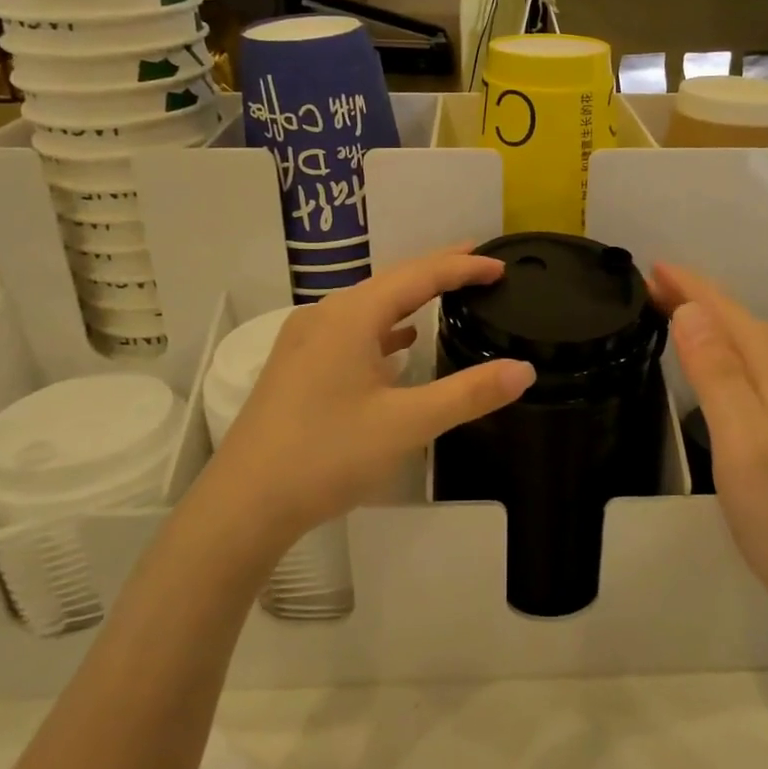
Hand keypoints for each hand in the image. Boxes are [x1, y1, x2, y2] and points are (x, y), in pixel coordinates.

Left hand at [195, 249, 534, 557]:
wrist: (244, 503)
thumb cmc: (327, 455)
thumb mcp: (407, 424)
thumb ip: (468, 394)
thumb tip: (523, 370)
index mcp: (351, 316)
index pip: (419, 276)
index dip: (463, 268)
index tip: (501, 265)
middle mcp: (325, 316)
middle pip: (391, 282)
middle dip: (437, 272)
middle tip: (479, 265)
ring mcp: (305, 341)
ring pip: (368, 307)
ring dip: (408, 299)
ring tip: (445, 296)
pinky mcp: (296, 367)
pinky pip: (350, 332)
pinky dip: (382, 330)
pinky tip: (398, 344)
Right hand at [651, 263, 767, 642]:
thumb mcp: (746, 446)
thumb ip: (719, 377)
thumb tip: (692, 313)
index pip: (733, 317)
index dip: (694, 288)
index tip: (653, 265)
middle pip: (747, 327)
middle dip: (701, 299)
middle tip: (652, 285)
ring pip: (755, 349)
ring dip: (716, 324)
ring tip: (677, 314)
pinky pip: (760, 374)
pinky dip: (731, 355)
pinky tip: (720, 371)